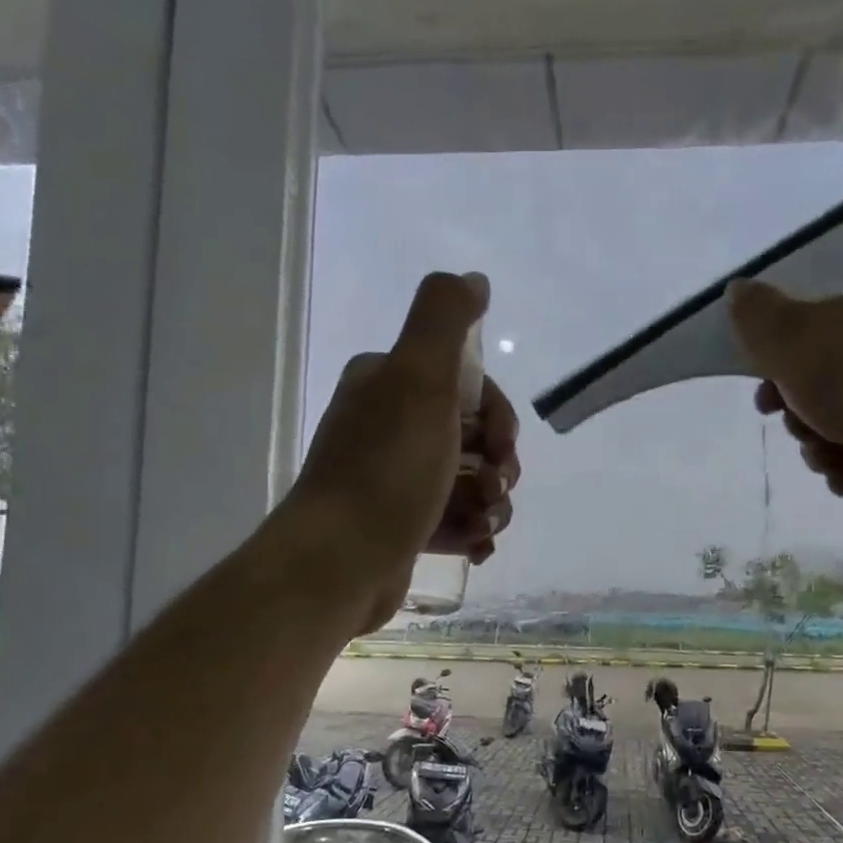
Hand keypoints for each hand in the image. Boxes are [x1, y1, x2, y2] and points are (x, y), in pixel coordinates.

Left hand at [288, 272, 520, 631]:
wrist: (339, 562)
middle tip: (498, 489)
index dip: (498, 415)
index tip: (503, 446)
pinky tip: (477, 546)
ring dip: (491, 502)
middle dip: (500, 464)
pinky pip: (450, 519)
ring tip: (487, 524)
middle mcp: (386, 425)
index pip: (465, 385)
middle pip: (472, 436)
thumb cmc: (387, 469)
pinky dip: (471, 530)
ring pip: (467, 481)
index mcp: (387, 384)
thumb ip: (445, 318)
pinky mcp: (397, 527)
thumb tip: (473, 279)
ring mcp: (391, 479)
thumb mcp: (419, 378)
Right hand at [726, 279, 842, 508]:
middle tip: (799, 422)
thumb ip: (757, 314)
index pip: (802, 337)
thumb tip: (736, 289)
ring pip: (825, 432)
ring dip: (816, 448)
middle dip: (795, 416)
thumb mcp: (789, 334)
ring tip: (830, 450)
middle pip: (810, 391)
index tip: (764, 394)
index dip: (774, 368)